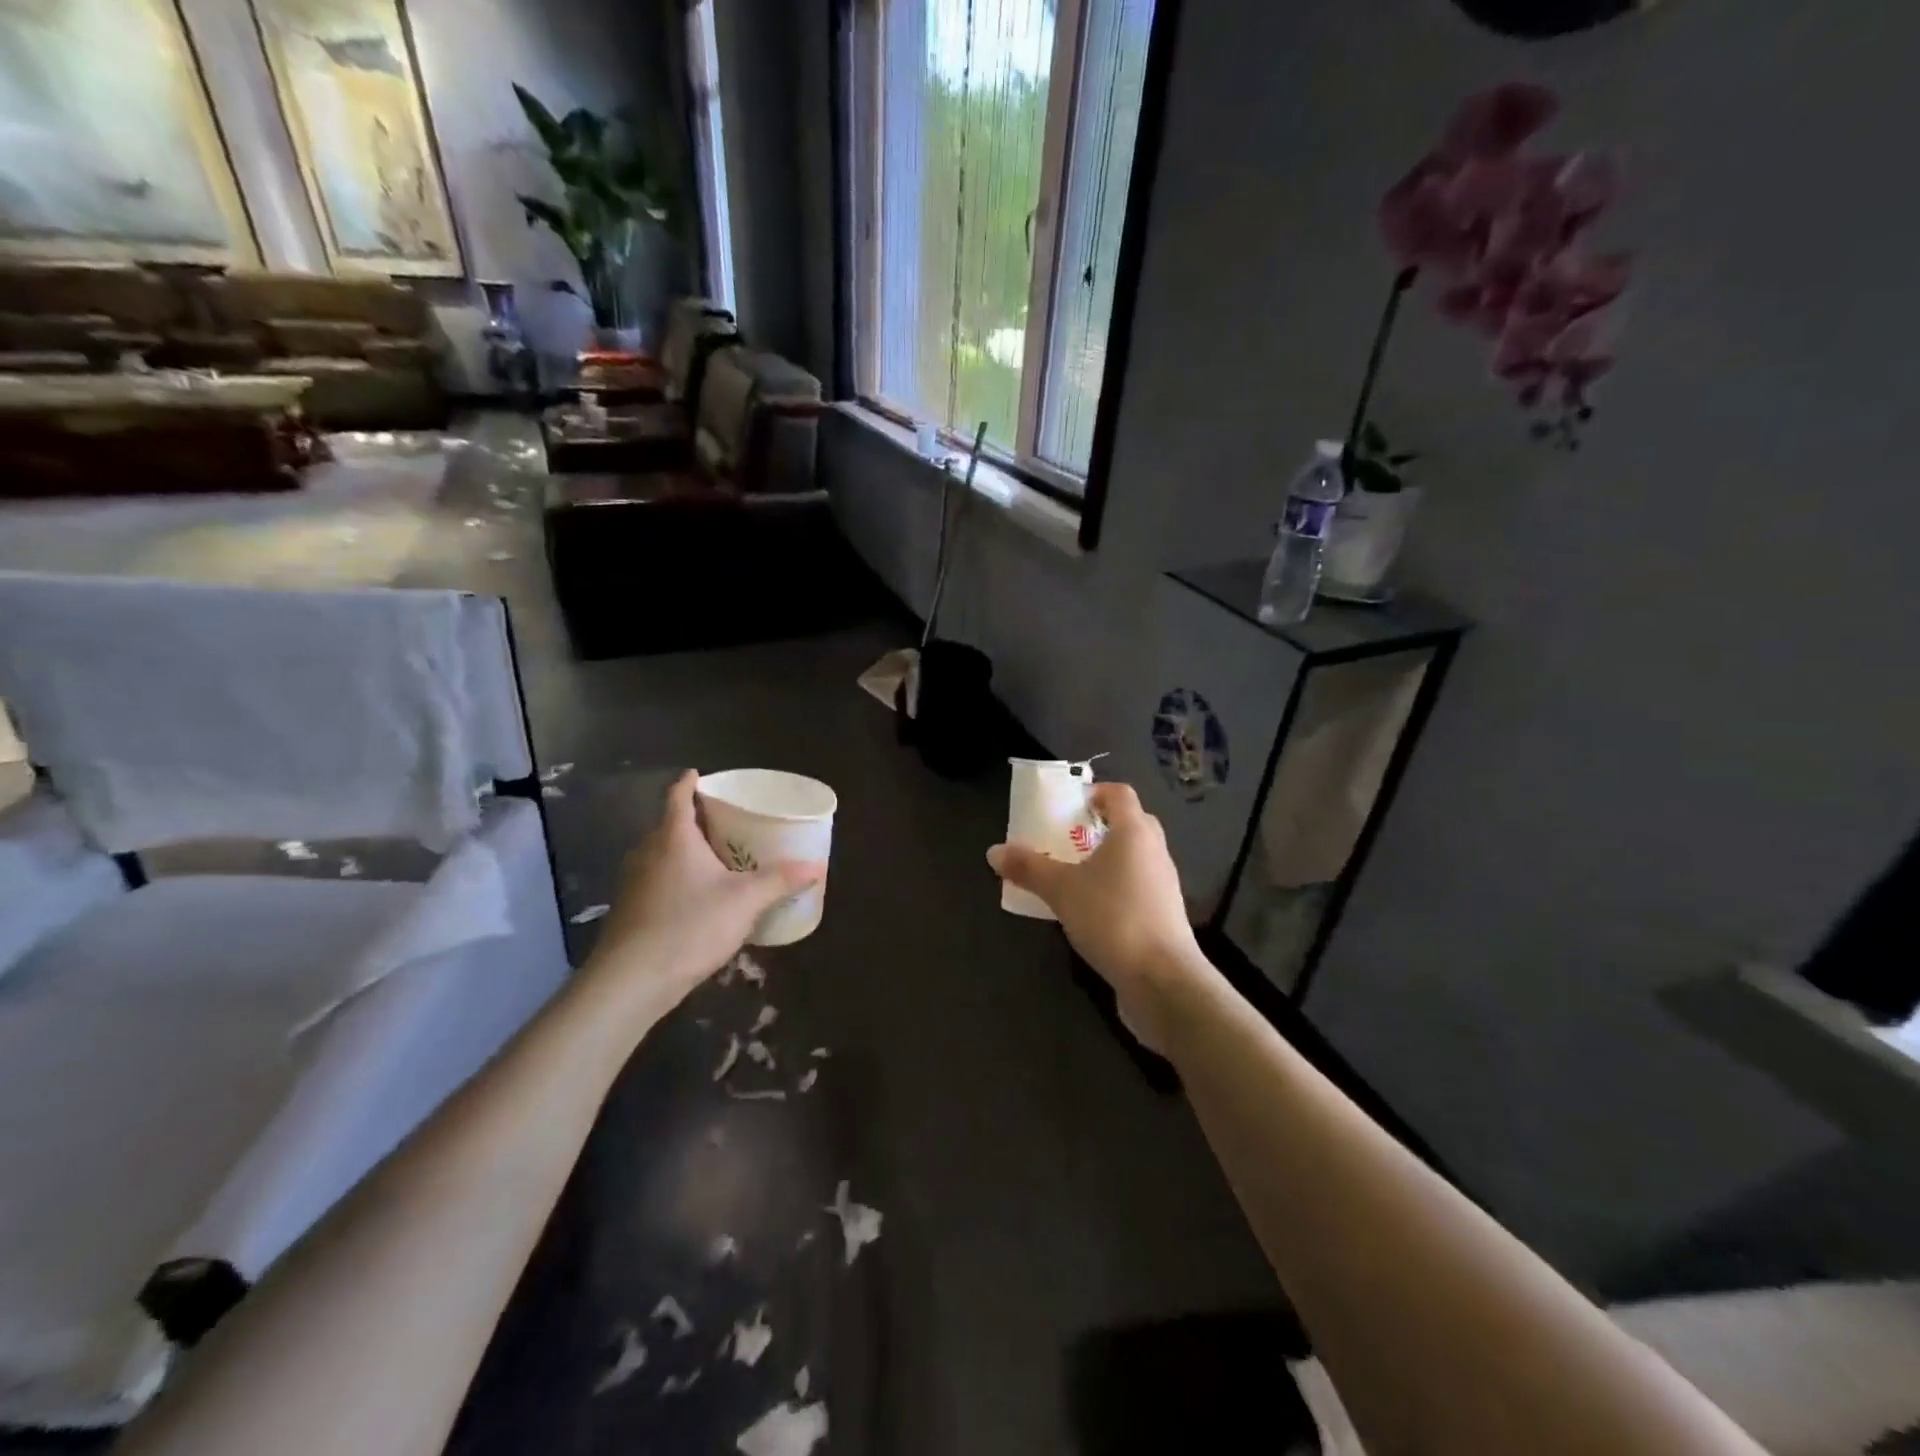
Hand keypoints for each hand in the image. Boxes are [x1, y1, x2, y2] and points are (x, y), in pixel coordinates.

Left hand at [583, 771, 823, 1020]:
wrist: (631, 981)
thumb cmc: (690, 926)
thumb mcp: (745, 901)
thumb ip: (780, 881)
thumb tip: (816, 866)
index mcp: (674, 837)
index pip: (677, 796)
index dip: (689, 783)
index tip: (700, 774)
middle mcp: (648, 852)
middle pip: (669, 824)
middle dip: (693, 818)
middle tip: (724, 820)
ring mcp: (634, 882)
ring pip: (661, 853)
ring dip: (683, 850)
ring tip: (714, 856)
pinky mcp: (630, 910)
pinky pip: (656, 880)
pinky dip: (675, 878)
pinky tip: (696, 897)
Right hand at [987, 782, 1212, 1050]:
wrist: (1162, 980)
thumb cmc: (1112, 918)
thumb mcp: (1061, 890)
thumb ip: (1028, 868)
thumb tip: (994, 851)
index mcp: (1134, 832)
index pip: (1119, 794)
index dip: (1094, 792)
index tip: (1067, 805)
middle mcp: (1154, 851)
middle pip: (1129, 824)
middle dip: (1097, 827)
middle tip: (1065, 839)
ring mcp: (1163, 885)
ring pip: (1134, 858)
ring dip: (1106, 861)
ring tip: (1071, 876)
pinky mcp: (1164, 915)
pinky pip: (1137, 888)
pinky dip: (1115, 889)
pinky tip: (1090, 911)